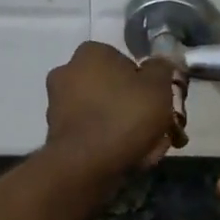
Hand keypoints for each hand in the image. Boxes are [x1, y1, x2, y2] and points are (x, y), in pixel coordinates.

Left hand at [43, 41, 181, 179]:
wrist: (85, 166)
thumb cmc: (125, 116)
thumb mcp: (159, 86)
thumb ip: (162, 68)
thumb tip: (159, 63)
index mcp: (90, 53)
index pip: (126, 61)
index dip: (148, 82)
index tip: (161, 102)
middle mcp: (67, 73)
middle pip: (115, 89)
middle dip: (137, 108)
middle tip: (160, 128)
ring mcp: (58, 105)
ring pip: (105, 113)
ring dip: (125, 127)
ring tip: (149, 149)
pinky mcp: (56, 134)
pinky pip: (93, 133)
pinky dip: (109, 143)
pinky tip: (129, 159)